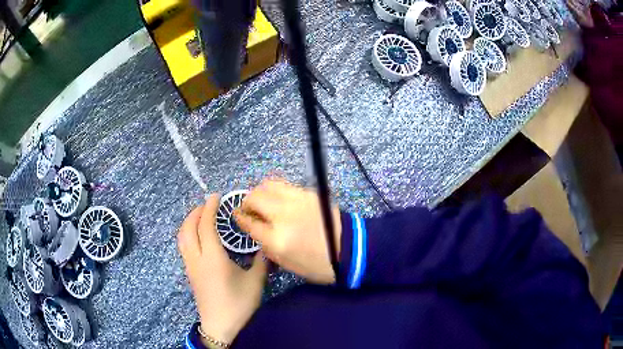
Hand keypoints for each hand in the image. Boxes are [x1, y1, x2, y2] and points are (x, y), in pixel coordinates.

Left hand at [178, 194, 266, 344]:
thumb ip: (260, 262)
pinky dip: (188, 233)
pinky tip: (197, 236)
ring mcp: (190, 266)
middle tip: (207, 204)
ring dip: (189, 222)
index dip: (208, 208)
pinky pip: (183, 246)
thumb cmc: (238, 304)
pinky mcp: (189, 273)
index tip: (215, 196)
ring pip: (182, 237)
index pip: (205, 226)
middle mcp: (197, 258)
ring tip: (199, 216)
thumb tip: (264, 246)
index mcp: (212, 258)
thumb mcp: (255, 282)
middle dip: (195, 212)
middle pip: (188, 228)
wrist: (220, 326)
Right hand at [233, 179, 340, 283]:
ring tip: (263, 202)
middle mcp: (283, 215)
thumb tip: (256, 229)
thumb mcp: (287, 264)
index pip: (249, 223)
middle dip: (246, 202)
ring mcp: (296, 201)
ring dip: (260, 192)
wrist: (350, 249)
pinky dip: (275, 190)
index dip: (240, 218)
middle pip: (254, 198)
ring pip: (268, 185)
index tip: (237, 216)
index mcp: (277, 239)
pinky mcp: (308, 193)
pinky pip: (284, 185)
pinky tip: (279, 200)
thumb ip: (267, 246)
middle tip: (249, 210)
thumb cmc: (318, 264)